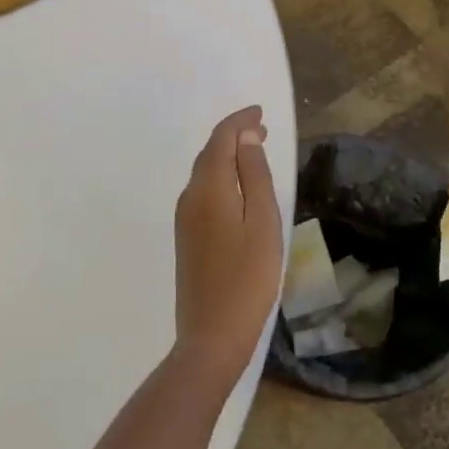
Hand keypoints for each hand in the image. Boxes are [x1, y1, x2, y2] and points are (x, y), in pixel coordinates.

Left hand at [173, 106, 283, 387]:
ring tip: (255, 152)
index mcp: (208, 187)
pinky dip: (221, 176)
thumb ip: (254, 175)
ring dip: (228, 156)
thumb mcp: (263, 222)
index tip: (261, 112)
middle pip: (210, 152)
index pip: (220, 138)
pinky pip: (204, 190)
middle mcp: (190, 196)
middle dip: (235, 136)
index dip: (240, 120)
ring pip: (205, 171)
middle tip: (263, 130)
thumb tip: (246, 138)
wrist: (211, 336)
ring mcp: (185, 218)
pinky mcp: (187, 237)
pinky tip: (239, 187)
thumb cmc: (247, 278)